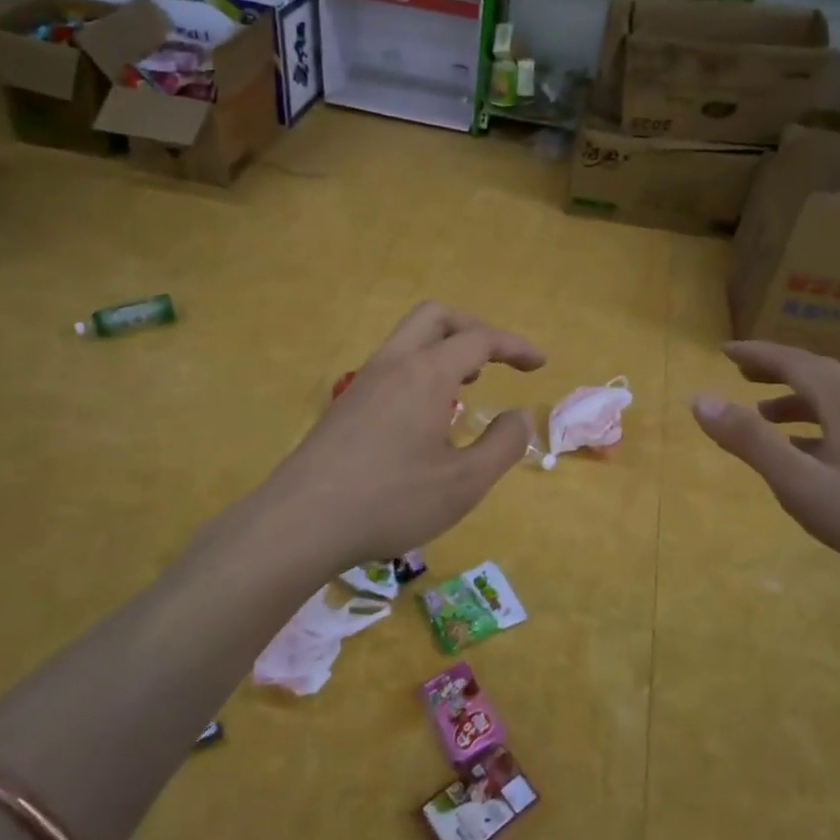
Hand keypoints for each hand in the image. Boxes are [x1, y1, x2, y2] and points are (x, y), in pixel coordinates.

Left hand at [263, 303, 545, 567]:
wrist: (300, 522)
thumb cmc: (390, 501)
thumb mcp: (463, 483)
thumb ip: (503, 446)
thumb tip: (520, 416)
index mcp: (426, 374)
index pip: (479, 339)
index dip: (515, 346)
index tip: (539, 364)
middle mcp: (393, 365)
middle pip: (436, 317)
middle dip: (474, 329)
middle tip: (498, 360)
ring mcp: (363, 382)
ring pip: (409, 339)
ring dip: (445, 348)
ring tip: (468, 384)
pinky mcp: (345, 406)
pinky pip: (392, 366)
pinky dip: (421, 370)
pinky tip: (427, 415)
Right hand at [691, 342, 839, 600]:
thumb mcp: (798, 482)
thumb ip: (750, 440)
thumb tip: (701, 400)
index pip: (795, 362)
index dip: (758, 353)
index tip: (724, 351)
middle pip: (818, 374)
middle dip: (777, 369)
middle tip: (742, 373)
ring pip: (834, 401)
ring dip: (795, 398)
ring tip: (763, 414)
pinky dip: (814, 425)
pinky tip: (804, 453)